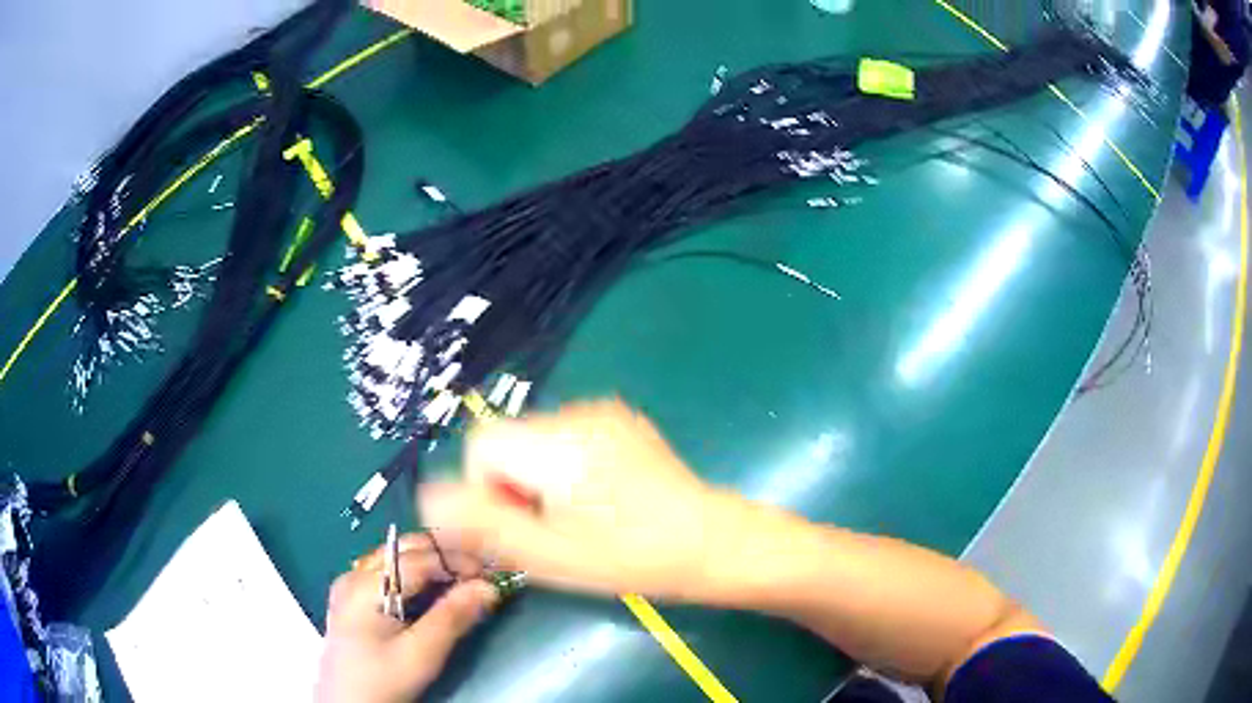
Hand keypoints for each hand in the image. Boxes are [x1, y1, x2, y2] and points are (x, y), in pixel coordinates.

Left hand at [316, 534, 498, 702]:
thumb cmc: (382, 680)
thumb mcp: (421, 655)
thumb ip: (452, 618)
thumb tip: (489, 588)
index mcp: (367, 585)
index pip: (420, 557)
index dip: (459, 560)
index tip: (492, 574)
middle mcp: (356, 574)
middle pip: (406, 548)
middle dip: (446, 555)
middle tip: (481, 574)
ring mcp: (350, 583)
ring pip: (397, 556)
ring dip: (432, 562)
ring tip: (463, 581)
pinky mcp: (352, 597)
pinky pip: (388, 570)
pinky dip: (416, 573)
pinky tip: (432, 591)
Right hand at [419, 399, 745, 600]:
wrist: (713, 544)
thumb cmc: (630, 558)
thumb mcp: (548, 555)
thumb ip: (483, 524)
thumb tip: (429, 496)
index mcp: (556, 443)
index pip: (480, 444)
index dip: (486, 489)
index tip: (519, 527)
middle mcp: (578, 413)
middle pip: (509, 440)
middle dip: (512, 485)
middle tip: (548, 530)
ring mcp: (605, 413)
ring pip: (536, 441)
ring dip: (537, 478)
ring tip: (576, 519)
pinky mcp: (622, 423)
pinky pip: (567, 439)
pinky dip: (564, 469)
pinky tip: (598, 500)